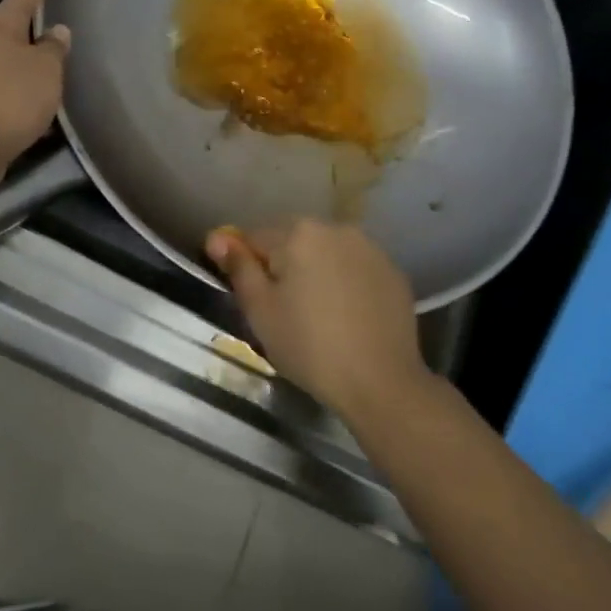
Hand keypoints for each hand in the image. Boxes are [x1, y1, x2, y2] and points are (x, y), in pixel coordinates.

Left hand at [0, 0, 70, 179]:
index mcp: (0, 27)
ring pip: (5, 57)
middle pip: (10, 25)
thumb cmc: (11, 99)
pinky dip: (18, 88)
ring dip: (25, 60)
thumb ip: (54, 50)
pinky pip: (1, 84)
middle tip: (51, 22)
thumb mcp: (45, 71)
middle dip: (29, 23)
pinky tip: (33, 103)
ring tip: (48, 70)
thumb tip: (55, 33)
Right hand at [205, 220, 431, 425]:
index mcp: (298, 232)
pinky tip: (347, 316)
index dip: (247, 267)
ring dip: (316, 271)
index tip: (252, 299)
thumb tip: (217, 238)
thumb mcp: (261, 310)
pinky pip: (355, 268)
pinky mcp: (392, 271)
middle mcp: (335, 228)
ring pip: (326, 253)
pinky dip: (346, 283)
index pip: (255, 238)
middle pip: (293, 241)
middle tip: (283, 311)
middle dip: (283, 266)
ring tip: (317, 314)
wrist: (381, 381)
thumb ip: (238, 267)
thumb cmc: (309, 346)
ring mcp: (369, 248)